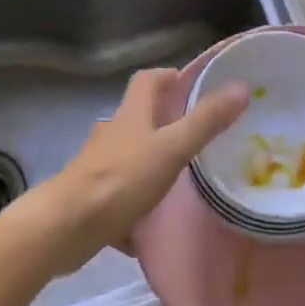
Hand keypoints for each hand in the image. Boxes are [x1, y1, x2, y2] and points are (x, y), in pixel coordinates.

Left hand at [36, 68, 249, 273]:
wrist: (64, 228)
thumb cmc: (120, 180)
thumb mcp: (170, 149)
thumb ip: (205, 121)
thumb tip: (240, 87)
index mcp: (131, 114)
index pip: (148, 79)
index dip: (170, 76)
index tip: (195, 86)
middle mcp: (113, 133)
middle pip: (140, 117)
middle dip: (167, 121)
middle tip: (200, 135)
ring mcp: (99, 166)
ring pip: (131, 156)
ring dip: (153, 161)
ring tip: (183, 179)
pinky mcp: (92, 198)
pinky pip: (120, 194)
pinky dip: (136, 204)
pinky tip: (152, 226)